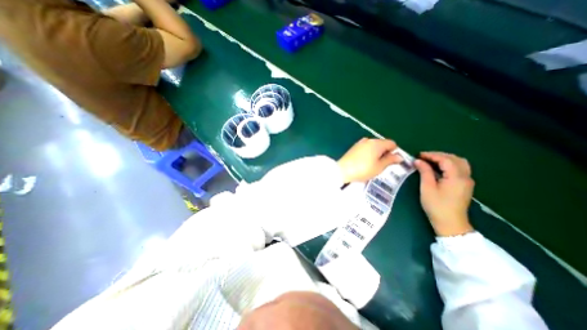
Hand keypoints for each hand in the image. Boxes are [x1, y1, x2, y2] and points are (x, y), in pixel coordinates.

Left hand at [337, 137, 405, 182]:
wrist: (342, 170)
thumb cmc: (363, 169)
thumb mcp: (379, 167)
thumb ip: (390, 160)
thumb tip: (399, 156)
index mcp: (377, 143)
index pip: (392, 143)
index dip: (394, 152)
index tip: (391, 161)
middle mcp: (369, 140)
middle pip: (382, 144)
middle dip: (385, 152)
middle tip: (382, 165)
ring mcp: (360, 143)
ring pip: (373, 146)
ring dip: (376, 153)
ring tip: (372, 165)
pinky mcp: (353, 147)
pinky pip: (365, 148)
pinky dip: (368, 153)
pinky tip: (364, 162)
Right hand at [414, 152, 473, 236]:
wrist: (450, 223)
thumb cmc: (436, 205)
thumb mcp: (427, 188)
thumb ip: (424, 172)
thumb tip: (418, 161)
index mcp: (456, 177)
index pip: (445, 159)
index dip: (431, 155)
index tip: (418, 155)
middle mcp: (465, 177)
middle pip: (454, 159)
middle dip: (438, 155)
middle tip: (423, 157)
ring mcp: (467, 181)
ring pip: (459, 163)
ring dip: (445, 159)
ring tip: (431, 161)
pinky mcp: (465, 185)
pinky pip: (460, 168)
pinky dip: (449, 164)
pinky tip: (439, 168)